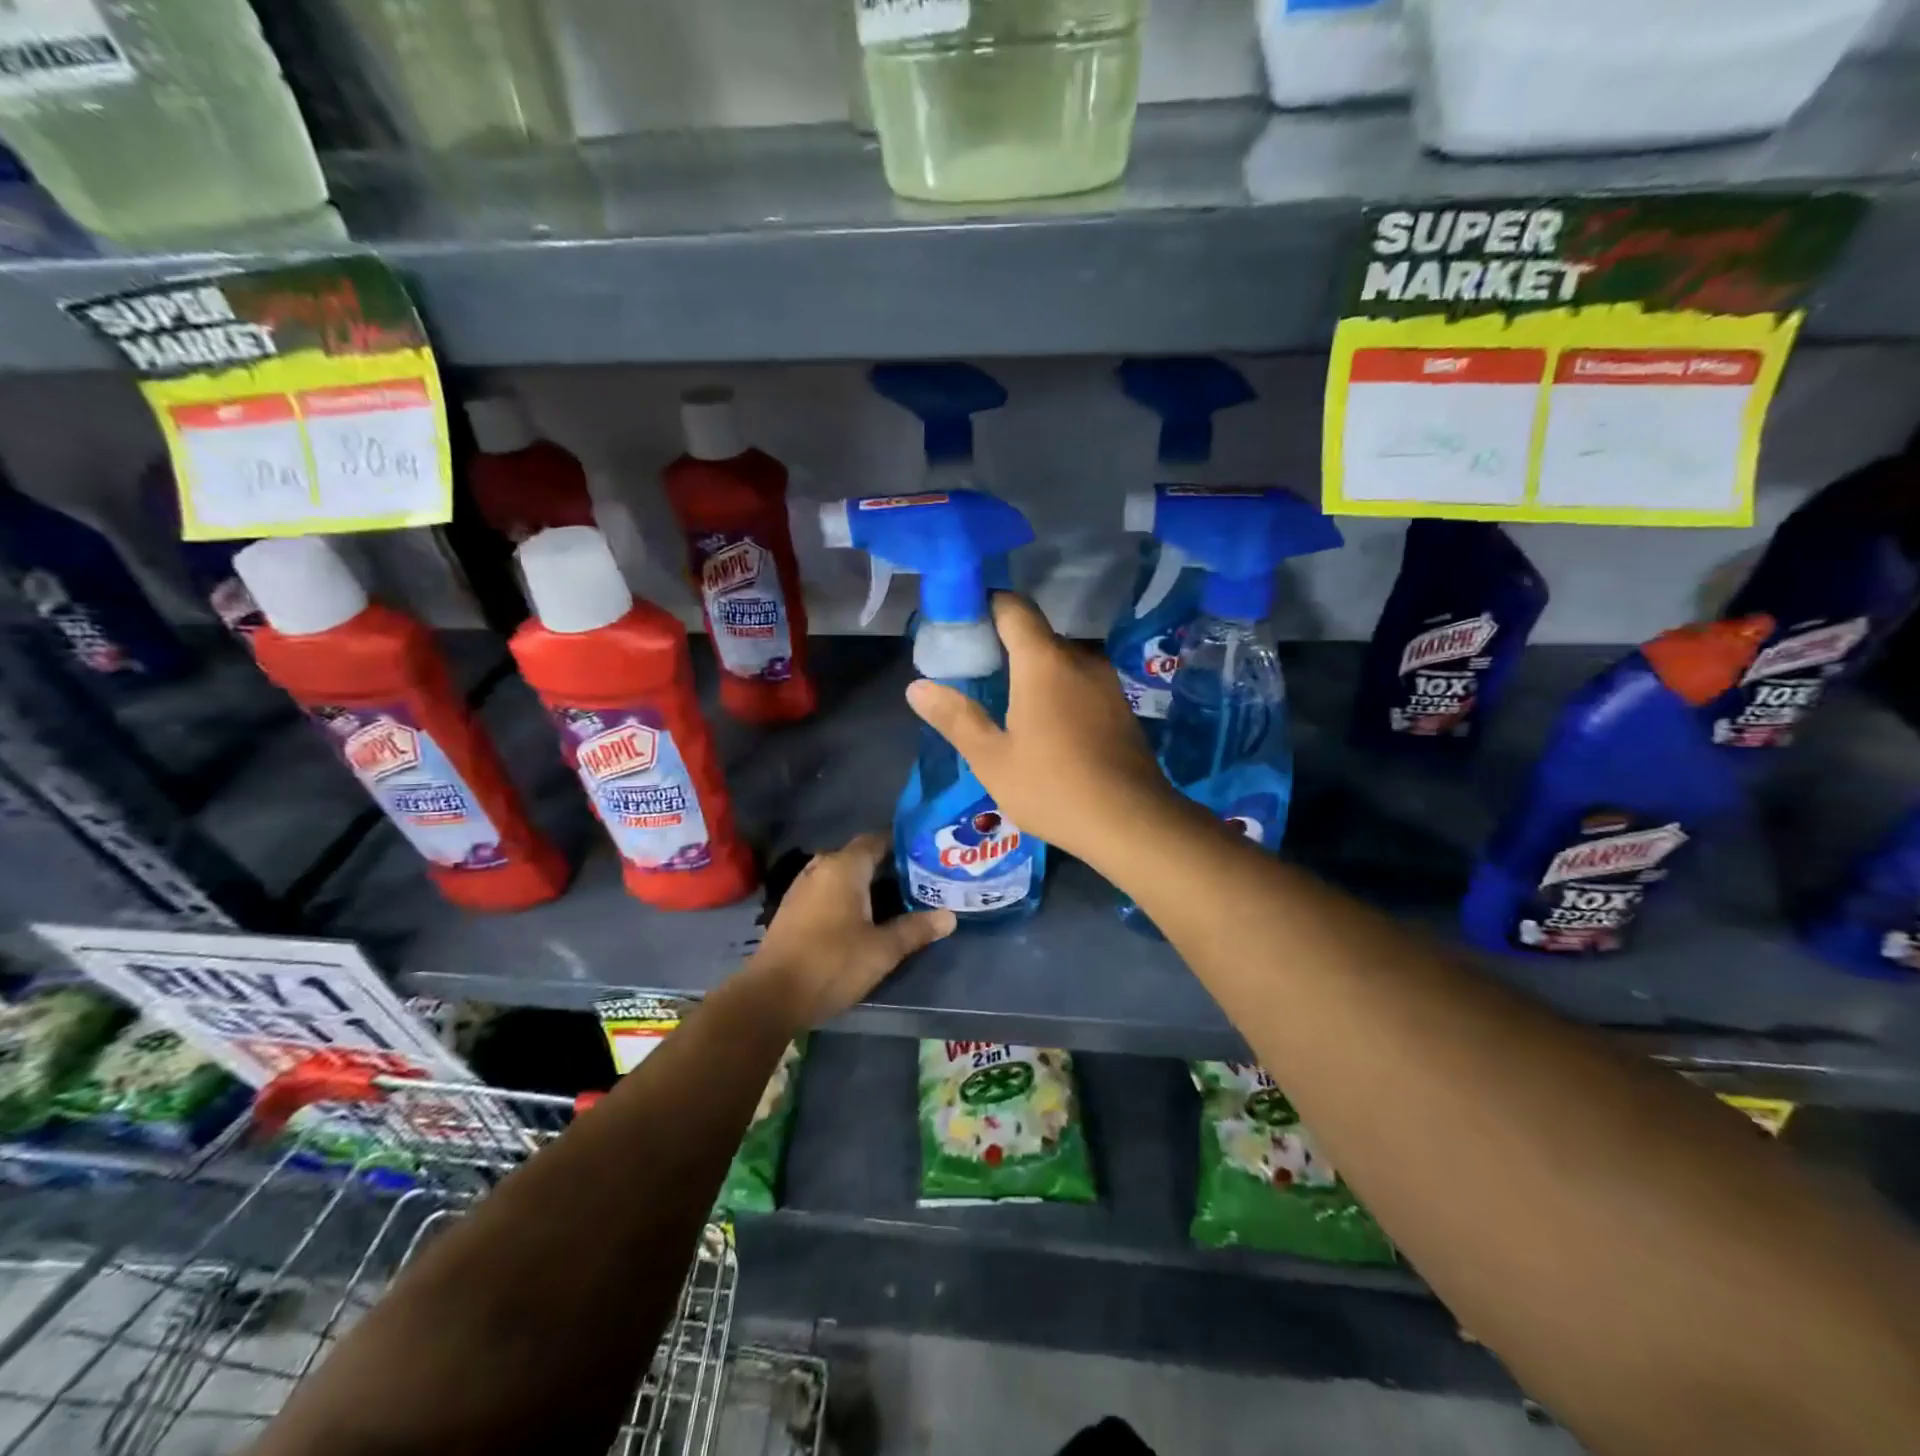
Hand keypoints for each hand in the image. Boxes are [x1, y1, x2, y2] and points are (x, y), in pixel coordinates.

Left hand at [747, 833, 954, 1025]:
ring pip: (841, 875)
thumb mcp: (882, 949)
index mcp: (844, 867)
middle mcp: (821, 868)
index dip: (902, 844)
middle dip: (887, 866)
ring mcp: (802, 888)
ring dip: (865, 884)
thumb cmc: (832, 963)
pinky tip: (862, 917)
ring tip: (896, 898)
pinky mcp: (792, 910)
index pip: (877, 839)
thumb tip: (950, 916)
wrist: (772, 996)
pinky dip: (846, 897)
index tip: (926, 853)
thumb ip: (916, 929)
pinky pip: (826, 891)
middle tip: (918, 879)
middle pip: (859, 857)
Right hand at [905, 593, 1181, 863]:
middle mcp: (1080, 658)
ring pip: (1060, 659)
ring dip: (1031, 669)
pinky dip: (1056, 688)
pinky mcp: (1120, 706)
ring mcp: (1106, 681)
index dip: (983, 605)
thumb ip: (955, 717)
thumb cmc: (1053, 788)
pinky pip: (1079, 680)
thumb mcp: (992, 759)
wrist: (1132, 823)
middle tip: (972, 670)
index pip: (1012, 607)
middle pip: (1035, 633)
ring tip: (1003, 698)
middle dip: (1003, 643)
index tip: (958, 623)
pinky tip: (1043, 722)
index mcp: (1044, 661)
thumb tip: (917, 687)